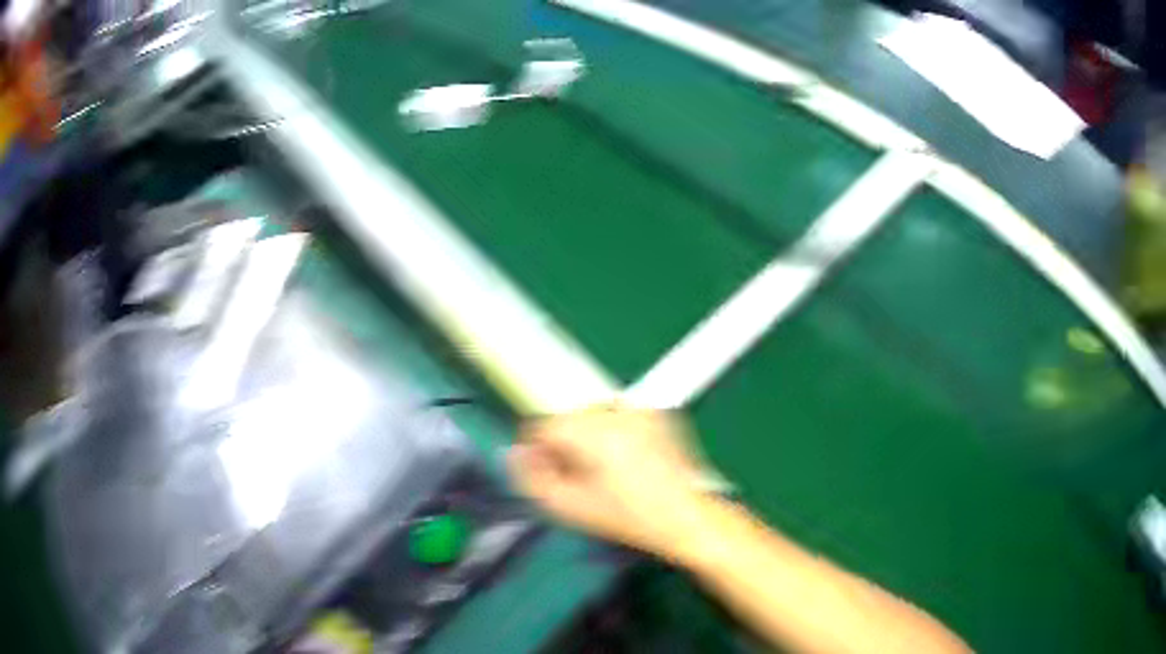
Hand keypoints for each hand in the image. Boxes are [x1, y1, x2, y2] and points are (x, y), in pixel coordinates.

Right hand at [508, 405, 713, 561]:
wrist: (687, 517)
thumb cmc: (628, 518)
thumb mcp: (570, 508)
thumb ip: (531, 479)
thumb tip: (513, 453)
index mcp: (591, 432)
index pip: (543, 426)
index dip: (538, 451)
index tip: (547, 474)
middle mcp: (615, 411)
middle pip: (568, 419)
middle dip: (565, 445)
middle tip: (577, 478)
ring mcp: (641, 409)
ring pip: (594, 416)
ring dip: (590, 438)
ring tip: (604, 471)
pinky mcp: (660, 414)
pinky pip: (622, 416)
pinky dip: (616, 432)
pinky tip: (627, 460)